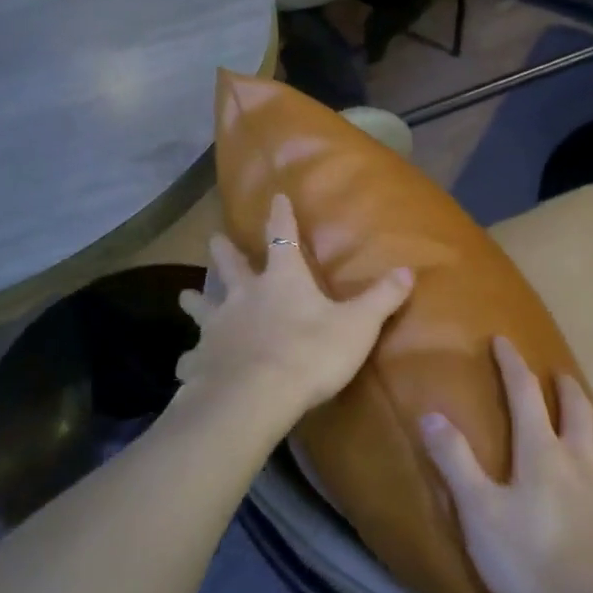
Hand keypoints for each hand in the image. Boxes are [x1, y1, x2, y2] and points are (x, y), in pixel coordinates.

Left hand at [176, 193, 413, 429]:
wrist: (256, 396)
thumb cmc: (310, 353)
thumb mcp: (357, 326)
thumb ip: (381, 299)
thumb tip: (409, 270)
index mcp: (282, 280)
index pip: (282, 238)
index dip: (281, 217)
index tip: (275, 197)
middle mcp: (244, 296)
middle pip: (230, 266)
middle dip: (224, 251)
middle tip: (213, 238)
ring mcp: (217, 327)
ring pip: (201, 306)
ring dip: (194, 299)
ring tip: (183, 295)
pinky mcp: (201, 361)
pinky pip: (191, 358)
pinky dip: (189, 360)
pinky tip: (184, 366)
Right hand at [420, 337, 592, 592]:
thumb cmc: (532, 564)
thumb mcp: (480, 514)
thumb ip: (455, 462)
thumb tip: (430, 413)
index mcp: (542, 453)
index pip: (525, 395)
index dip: (512, 365)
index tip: (503, 340)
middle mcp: (580, 460)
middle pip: (575, 409)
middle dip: (562, 385)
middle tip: (554, 372)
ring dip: (590, 412)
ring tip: (585, 406)